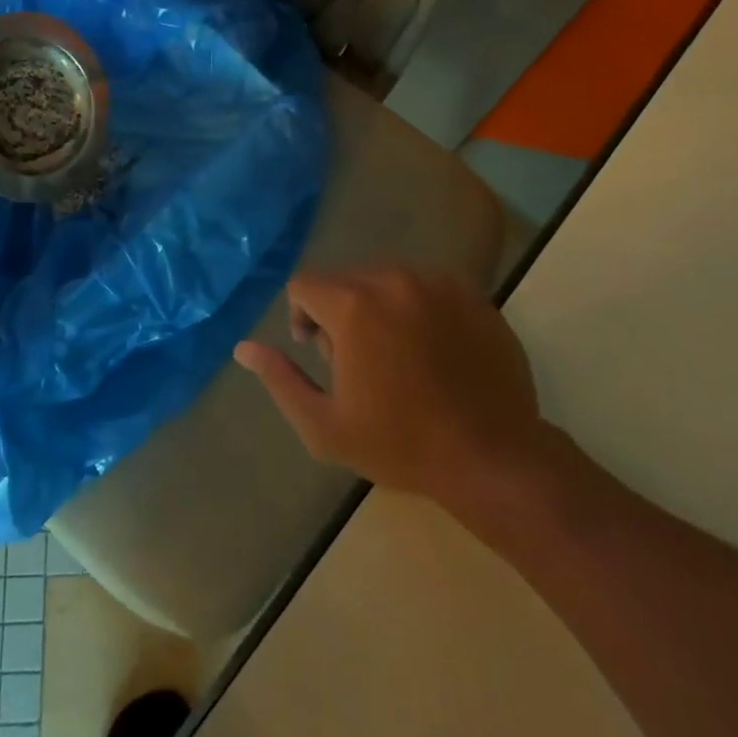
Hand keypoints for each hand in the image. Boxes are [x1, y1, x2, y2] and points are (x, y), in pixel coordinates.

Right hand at [235, 265, 540, 499]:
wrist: (493, 457)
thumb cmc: (400, 445)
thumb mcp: (325, 426)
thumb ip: (280, 380)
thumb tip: (244, 348)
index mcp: (354, 306)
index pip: (304, 284)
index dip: (300, 315)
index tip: (317, 353)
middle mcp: (394, 279)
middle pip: (345, 279)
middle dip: (339, 312)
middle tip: (357, 362)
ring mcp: (438, 283)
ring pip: (386, 280)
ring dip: (378, 307)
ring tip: (396, 356)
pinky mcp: (472, 295)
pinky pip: (426, 287)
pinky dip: (417, 309)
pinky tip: (432, 351)